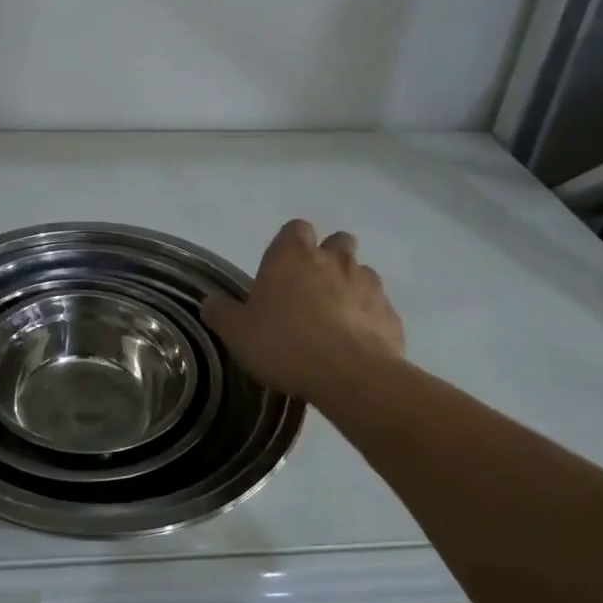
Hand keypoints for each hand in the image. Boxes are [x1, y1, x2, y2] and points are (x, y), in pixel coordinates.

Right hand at [203, 220, 405, 401]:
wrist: (351, 375)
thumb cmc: (285, 343)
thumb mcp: (237, 333)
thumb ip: (221, 313)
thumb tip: (211, 302)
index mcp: (293, 255)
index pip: (296, 228)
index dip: (291, 244)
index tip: (282, 267)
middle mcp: (334, 259)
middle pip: (337, 242)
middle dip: (329, 257)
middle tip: (312, 289)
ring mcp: (368, 284)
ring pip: (362, 273)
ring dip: (351, 287)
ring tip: (336, 319)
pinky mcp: (391, 313)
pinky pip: (378, 307)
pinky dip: (369, 318)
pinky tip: (356, 343)